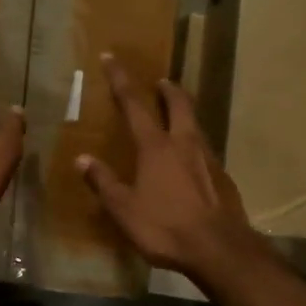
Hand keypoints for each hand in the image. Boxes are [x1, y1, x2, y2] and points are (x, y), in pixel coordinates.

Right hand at [75, 55, 259, 285]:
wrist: (219, 249)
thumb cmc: (165, 227)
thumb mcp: (124, 210)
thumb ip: (104, 182)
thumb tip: (82, 159)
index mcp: (156, 147)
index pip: (134, 104)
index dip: (120, 79)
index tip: (111, 57)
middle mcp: (184, 144)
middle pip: (178, 104)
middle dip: (167, 89)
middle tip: (160, 81)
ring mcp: (208, 159)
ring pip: (195, 125)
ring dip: (184, 113)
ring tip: (175, 115)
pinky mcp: (223, 177)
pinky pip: (205, 150)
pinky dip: (194, 143)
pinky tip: (191, 159)